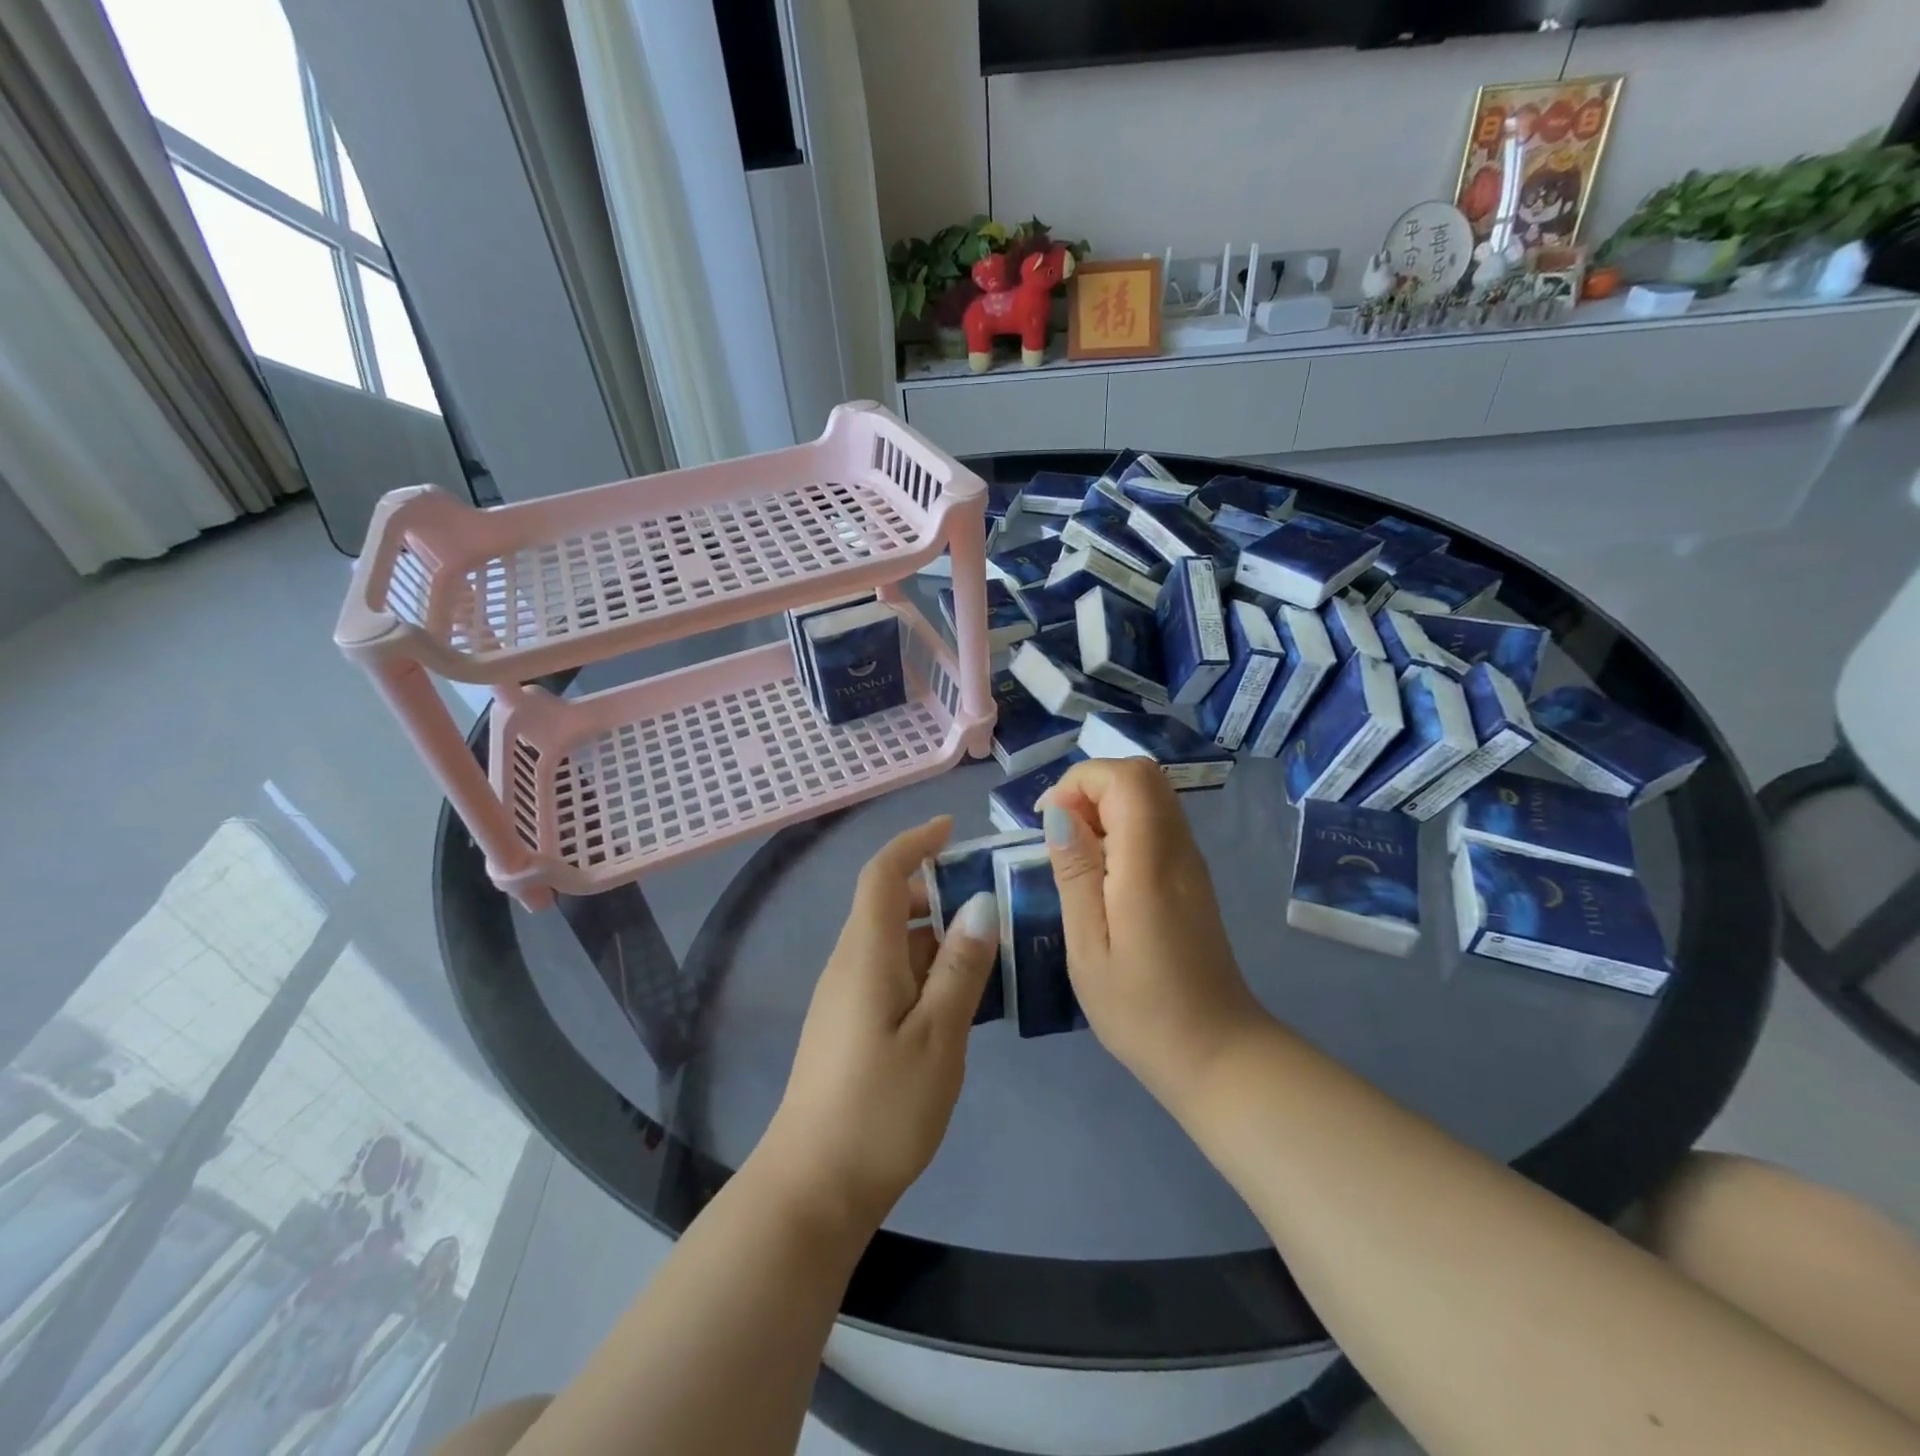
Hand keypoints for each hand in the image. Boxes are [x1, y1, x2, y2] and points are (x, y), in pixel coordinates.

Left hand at [762, 816, 997, 1232]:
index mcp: (866, 954)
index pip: (883, 874)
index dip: (914, 842)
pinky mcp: (848, 1024)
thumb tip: (982, 905)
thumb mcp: (939, 1037)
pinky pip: (889, 972)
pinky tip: (959, 996)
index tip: (952, 829)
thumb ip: (961, 968)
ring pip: (892, 941)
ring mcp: (845, 995)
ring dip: (936, 933)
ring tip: (989, 950)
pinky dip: (925, 966)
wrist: (814, 1186)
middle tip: (991, 900)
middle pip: (888, 904)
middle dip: (936, 890)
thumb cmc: (881, 1109)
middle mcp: (849, 963)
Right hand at [1041, 759, 1268, 1109]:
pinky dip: (1122, 825)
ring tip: (1075, 852)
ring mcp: (1191, 861)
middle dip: (1090, 787)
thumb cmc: (1141, 1008)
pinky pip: (1156, 823)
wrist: (1216, 1052)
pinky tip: (1102, 870)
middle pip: (1142, 775)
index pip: (1125, 778)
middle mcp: (1178, 849)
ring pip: (1151, 795)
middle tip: (1059, 833)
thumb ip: (1075, 872)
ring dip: (1105, 805)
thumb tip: (1059, 814)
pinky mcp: (1192, 877)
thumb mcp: (1089, 946)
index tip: (1048, 823)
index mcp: (1150, 863)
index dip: (1079, 783)